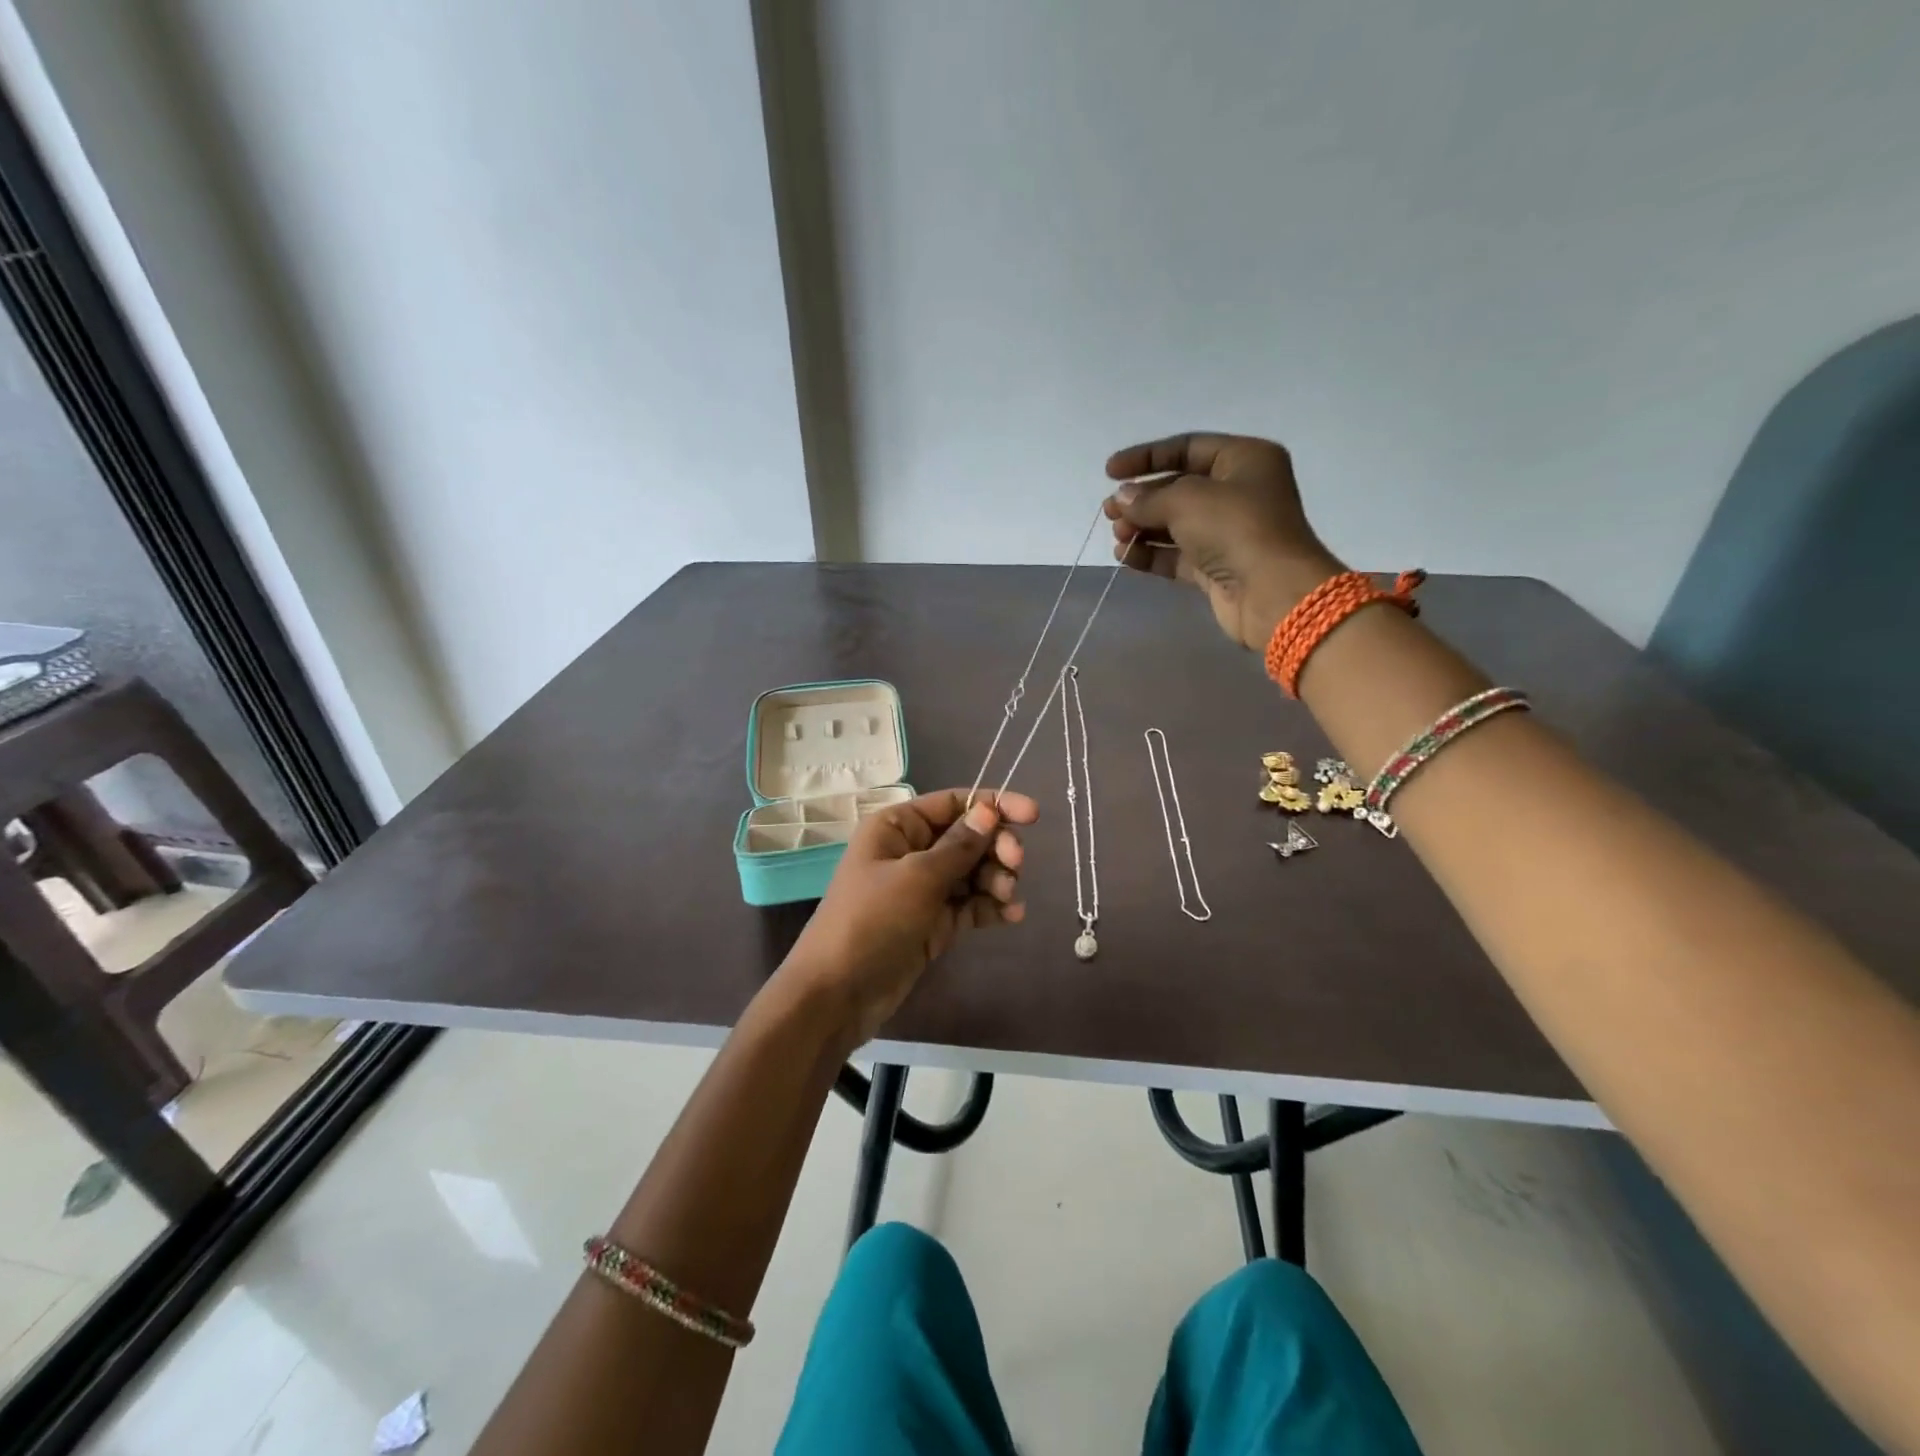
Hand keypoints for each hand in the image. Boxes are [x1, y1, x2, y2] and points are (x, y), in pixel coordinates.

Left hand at [782, 789, 1038, 1045]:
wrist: (838, 994)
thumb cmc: (872, 921)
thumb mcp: (918, 877)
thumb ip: (959, 845)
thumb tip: (988, 810)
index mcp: (898, 826)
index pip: (953, 803)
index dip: (993, 804)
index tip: (1033, 815)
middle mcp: (911, 850)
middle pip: (968, 836)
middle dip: (996, 847)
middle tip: (1016, 865)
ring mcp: (923, 889)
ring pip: (973, 871)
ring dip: (996, 878)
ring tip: (1007, 897)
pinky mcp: (933, 922)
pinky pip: (969, 904)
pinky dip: (990, 906)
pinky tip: (1011, 915)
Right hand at [1103, 432, 1341, 650]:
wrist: (1270, 592)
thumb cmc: (1235, 528)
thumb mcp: (1186, 500)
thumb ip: (1148, 498)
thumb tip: (1122, 499)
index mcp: (1244, 460)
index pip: (1187, 448)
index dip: (1146, 457)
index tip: (1110, 472)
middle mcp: (1239, 492)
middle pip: (1179, 488)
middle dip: (1142, 499)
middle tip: (1110, 511)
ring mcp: (1228, 532)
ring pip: (1175, 524)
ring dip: (1142, 528)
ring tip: (1118, 536)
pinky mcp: (1217, 567)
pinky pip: (1177, 555)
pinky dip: (1151, 554)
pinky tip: (1125, 556)